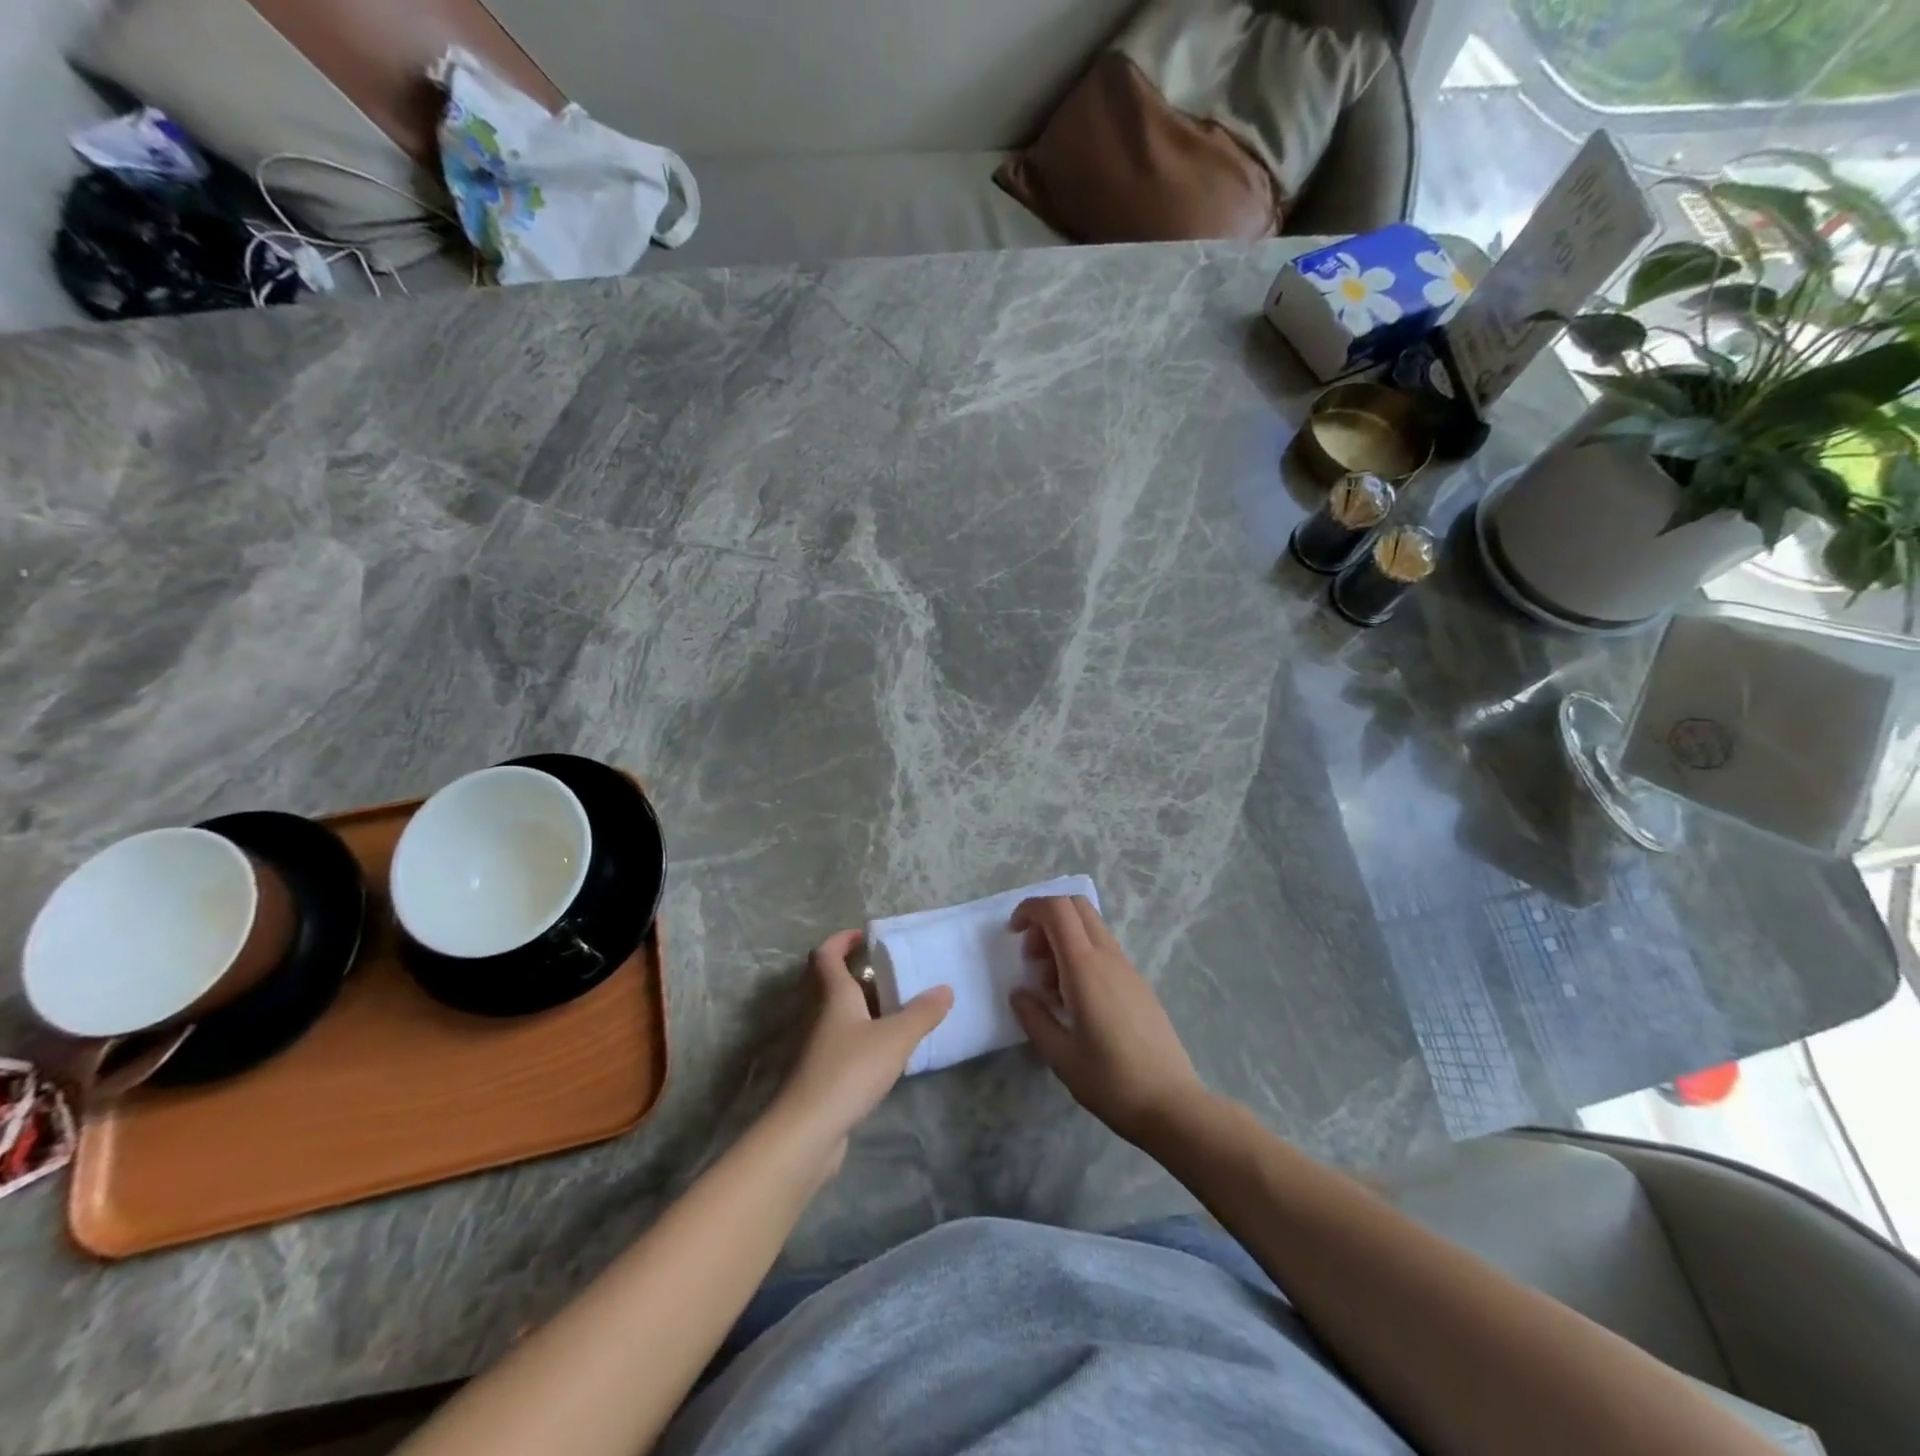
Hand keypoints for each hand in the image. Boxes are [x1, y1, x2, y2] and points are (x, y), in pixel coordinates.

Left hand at [770, 930, 951, 1175]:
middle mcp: (817, 1013)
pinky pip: (837, 1040)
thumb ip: (922, 1013)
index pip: (826, 954)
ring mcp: (814, 1045)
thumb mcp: (895, 1039)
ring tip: (890, 1007)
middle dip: (850, 970)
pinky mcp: (817, 1073)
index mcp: (832, 995)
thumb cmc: (848, 1070)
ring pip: (832, 1012)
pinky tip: (880, 1048)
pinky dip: (856, 1034)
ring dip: (856, 1004)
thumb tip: (946, 989)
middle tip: (883, 970)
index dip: (841, 939)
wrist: (806, 1130)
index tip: (863, 935)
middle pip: (826, 981)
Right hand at [1008, 896, 1205, 1144]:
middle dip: (1046, 920)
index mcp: (1086, 967)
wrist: (1171, 1105)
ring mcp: (1128, 968)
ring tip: (1051, 988)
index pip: (1057, 910)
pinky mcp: (1138, 984)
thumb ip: (1033, 1017)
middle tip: (1032, 958)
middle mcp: (1109, 957)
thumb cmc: (1110, 1081)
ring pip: (1091, 928)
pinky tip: (1075, 1000)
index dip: (1030, 909)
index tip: (1013, 934)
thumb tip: (1019, 993)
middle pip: (1076, 907)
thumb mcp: (1059, 1055)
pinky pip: (1104, 950)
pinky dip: (1081, 956)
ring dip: (1063, 940)